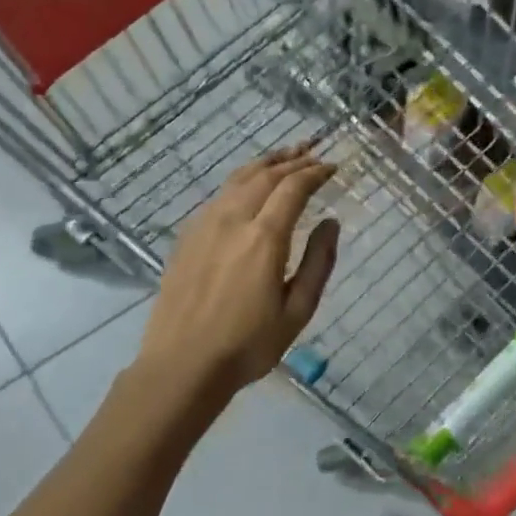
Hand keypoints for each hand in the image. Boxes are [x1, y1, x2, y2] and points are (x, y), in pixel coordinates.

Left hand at [138, 147, 339, 395]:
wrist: (183, 364)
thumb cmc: (248, 345)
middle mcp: (232, 220)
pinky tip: (247, 187)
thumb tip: (331, 222)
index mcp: (264, 238)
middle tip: (313, 150)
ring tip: (284, 156)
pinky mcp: (187, 237)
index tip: (333, 166)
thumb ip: (318, 262)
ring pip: (237, 179)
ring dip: (265, 163)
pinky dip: (241, 180)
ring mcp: (204, 225)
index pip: (293, 188)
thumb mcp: (297, 310)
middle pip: (264, 175)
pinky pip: (218, 195)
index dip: (315, 172)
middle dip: (292, 159)